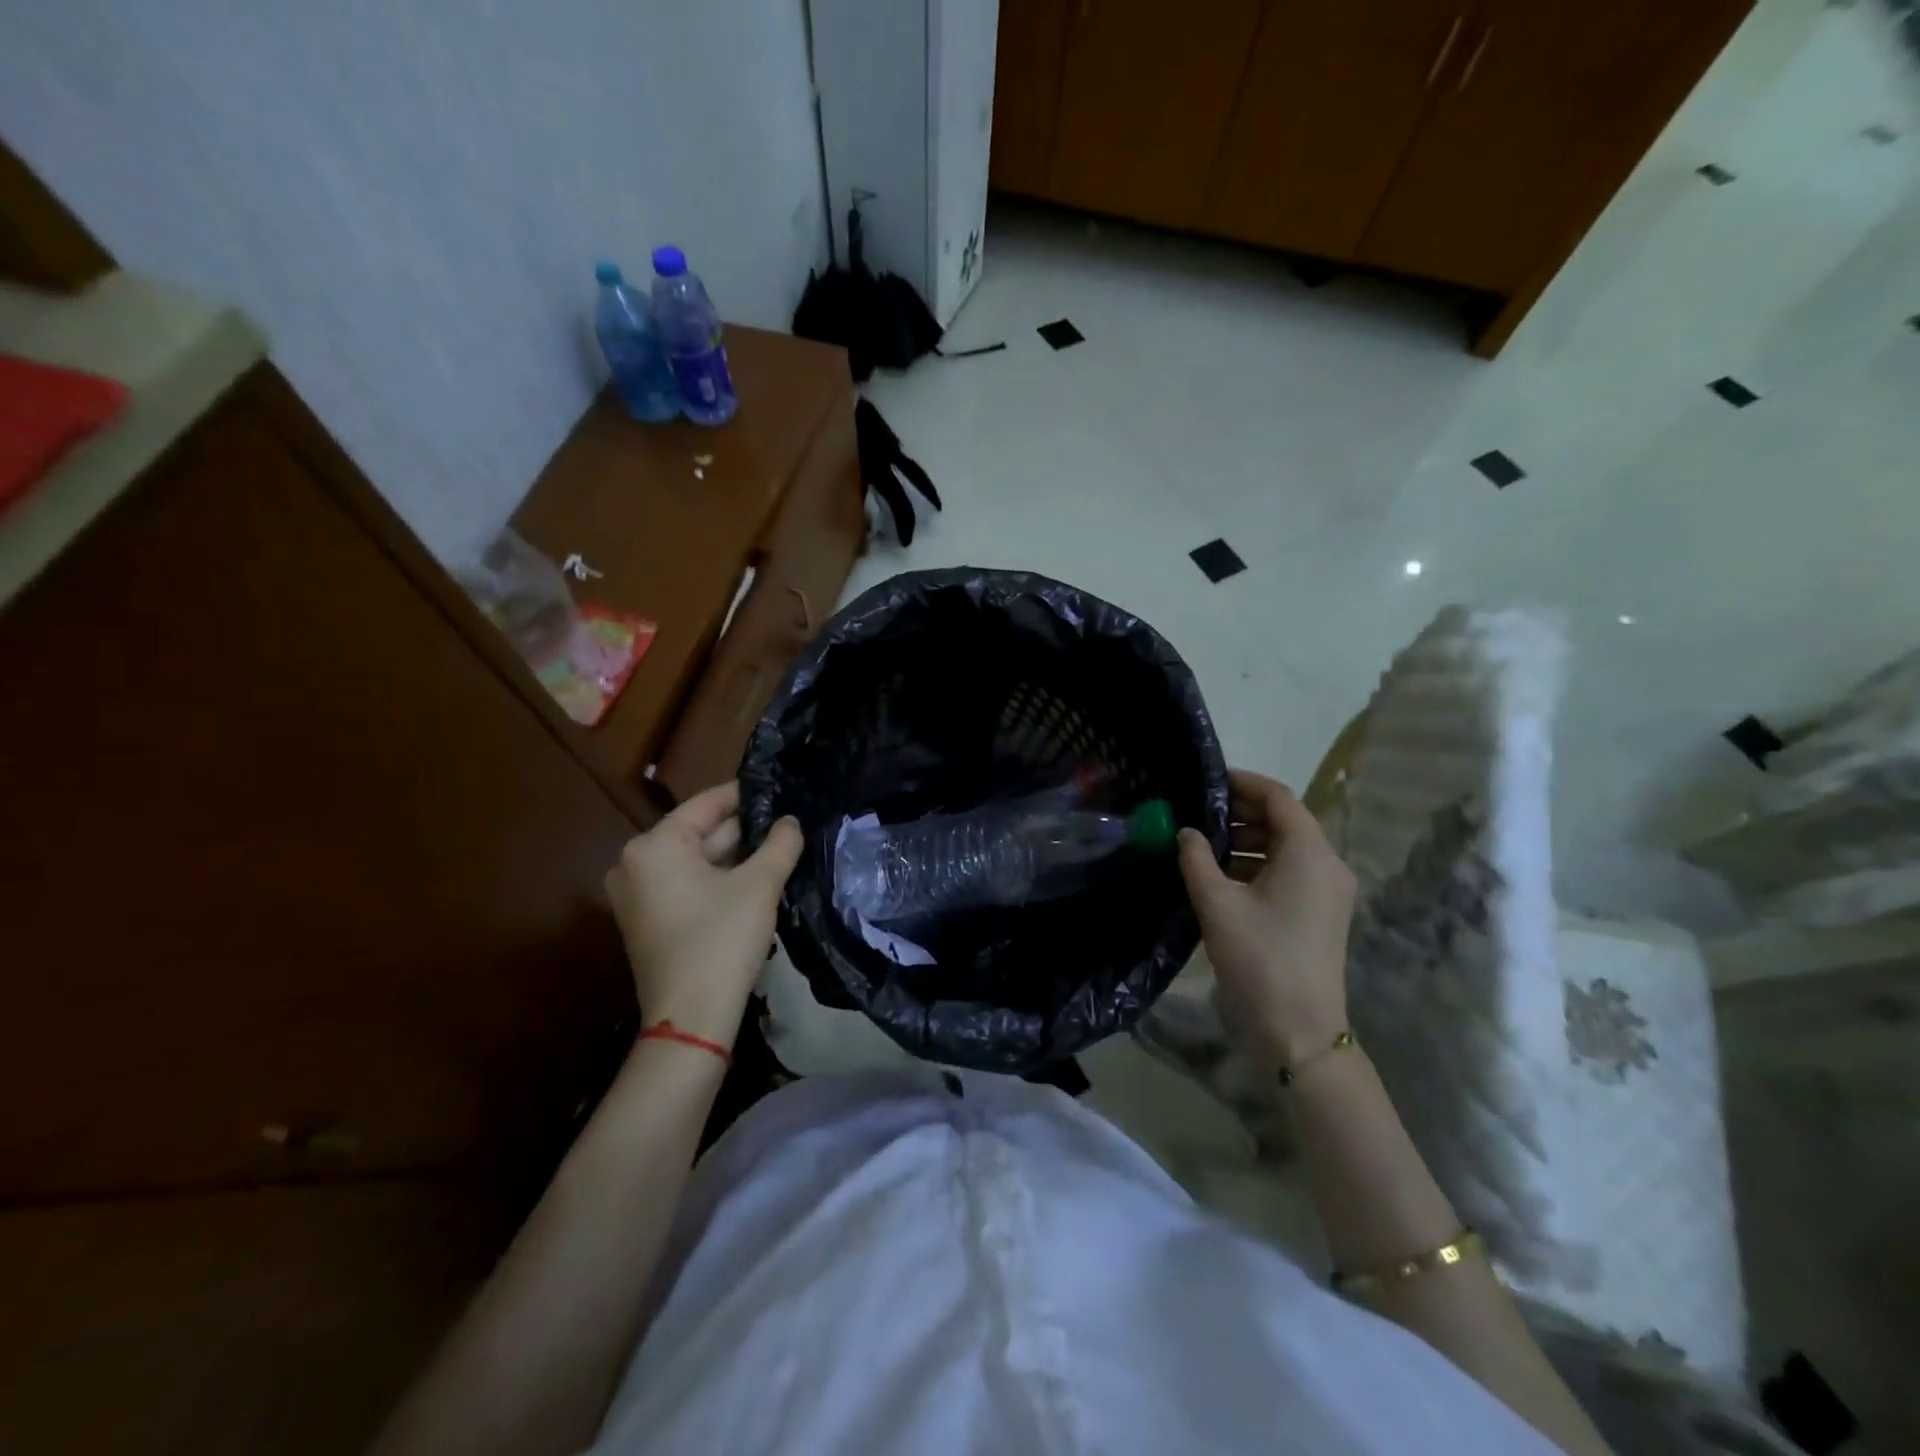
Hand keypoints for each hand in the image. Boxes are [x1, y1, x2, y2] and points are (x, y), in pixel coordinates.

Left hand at [604, 781, 803, 1049]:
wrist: (692, 1019)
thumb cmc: (722, 940)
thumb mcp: (760, 885)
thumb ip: (780, 844)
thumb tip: (791, 822)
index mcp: (653, 845)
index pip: (706, 804)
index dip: (746, 795)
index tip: (780, 789)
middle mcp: (635, 863)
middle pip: (699, 833)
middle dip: (744, 830)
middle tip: (788, 822)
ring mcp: (637, 895)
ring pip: (696, 861)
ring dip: (736, 857)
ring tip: (780, 847)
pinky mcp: (647, 921)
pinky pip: (687, 885)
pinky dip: (718, 880)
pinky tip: (756, 879)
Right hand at [1177, 769, 1356, 1064]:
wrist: (1299, 1029)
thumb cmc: (1259, 957)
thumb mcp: (1217, 903)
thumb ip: (1197, 859)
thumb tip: (1187, 832)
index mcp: (1310, 852)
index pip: (1278, 797)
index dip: (1243, 783)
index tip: (1207, 780)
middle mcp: (1327, 864)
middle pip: (1284, 820)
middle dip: (1240, 813)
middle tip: (1196, 812)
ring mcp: (1328, 890)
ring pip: (1285, 847)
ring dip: (1246, 840)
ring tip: (1201, 844)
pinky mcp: (1321, 912)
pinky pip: (1289, 871)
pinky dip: (1257, 865)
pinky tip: (1219, 874)